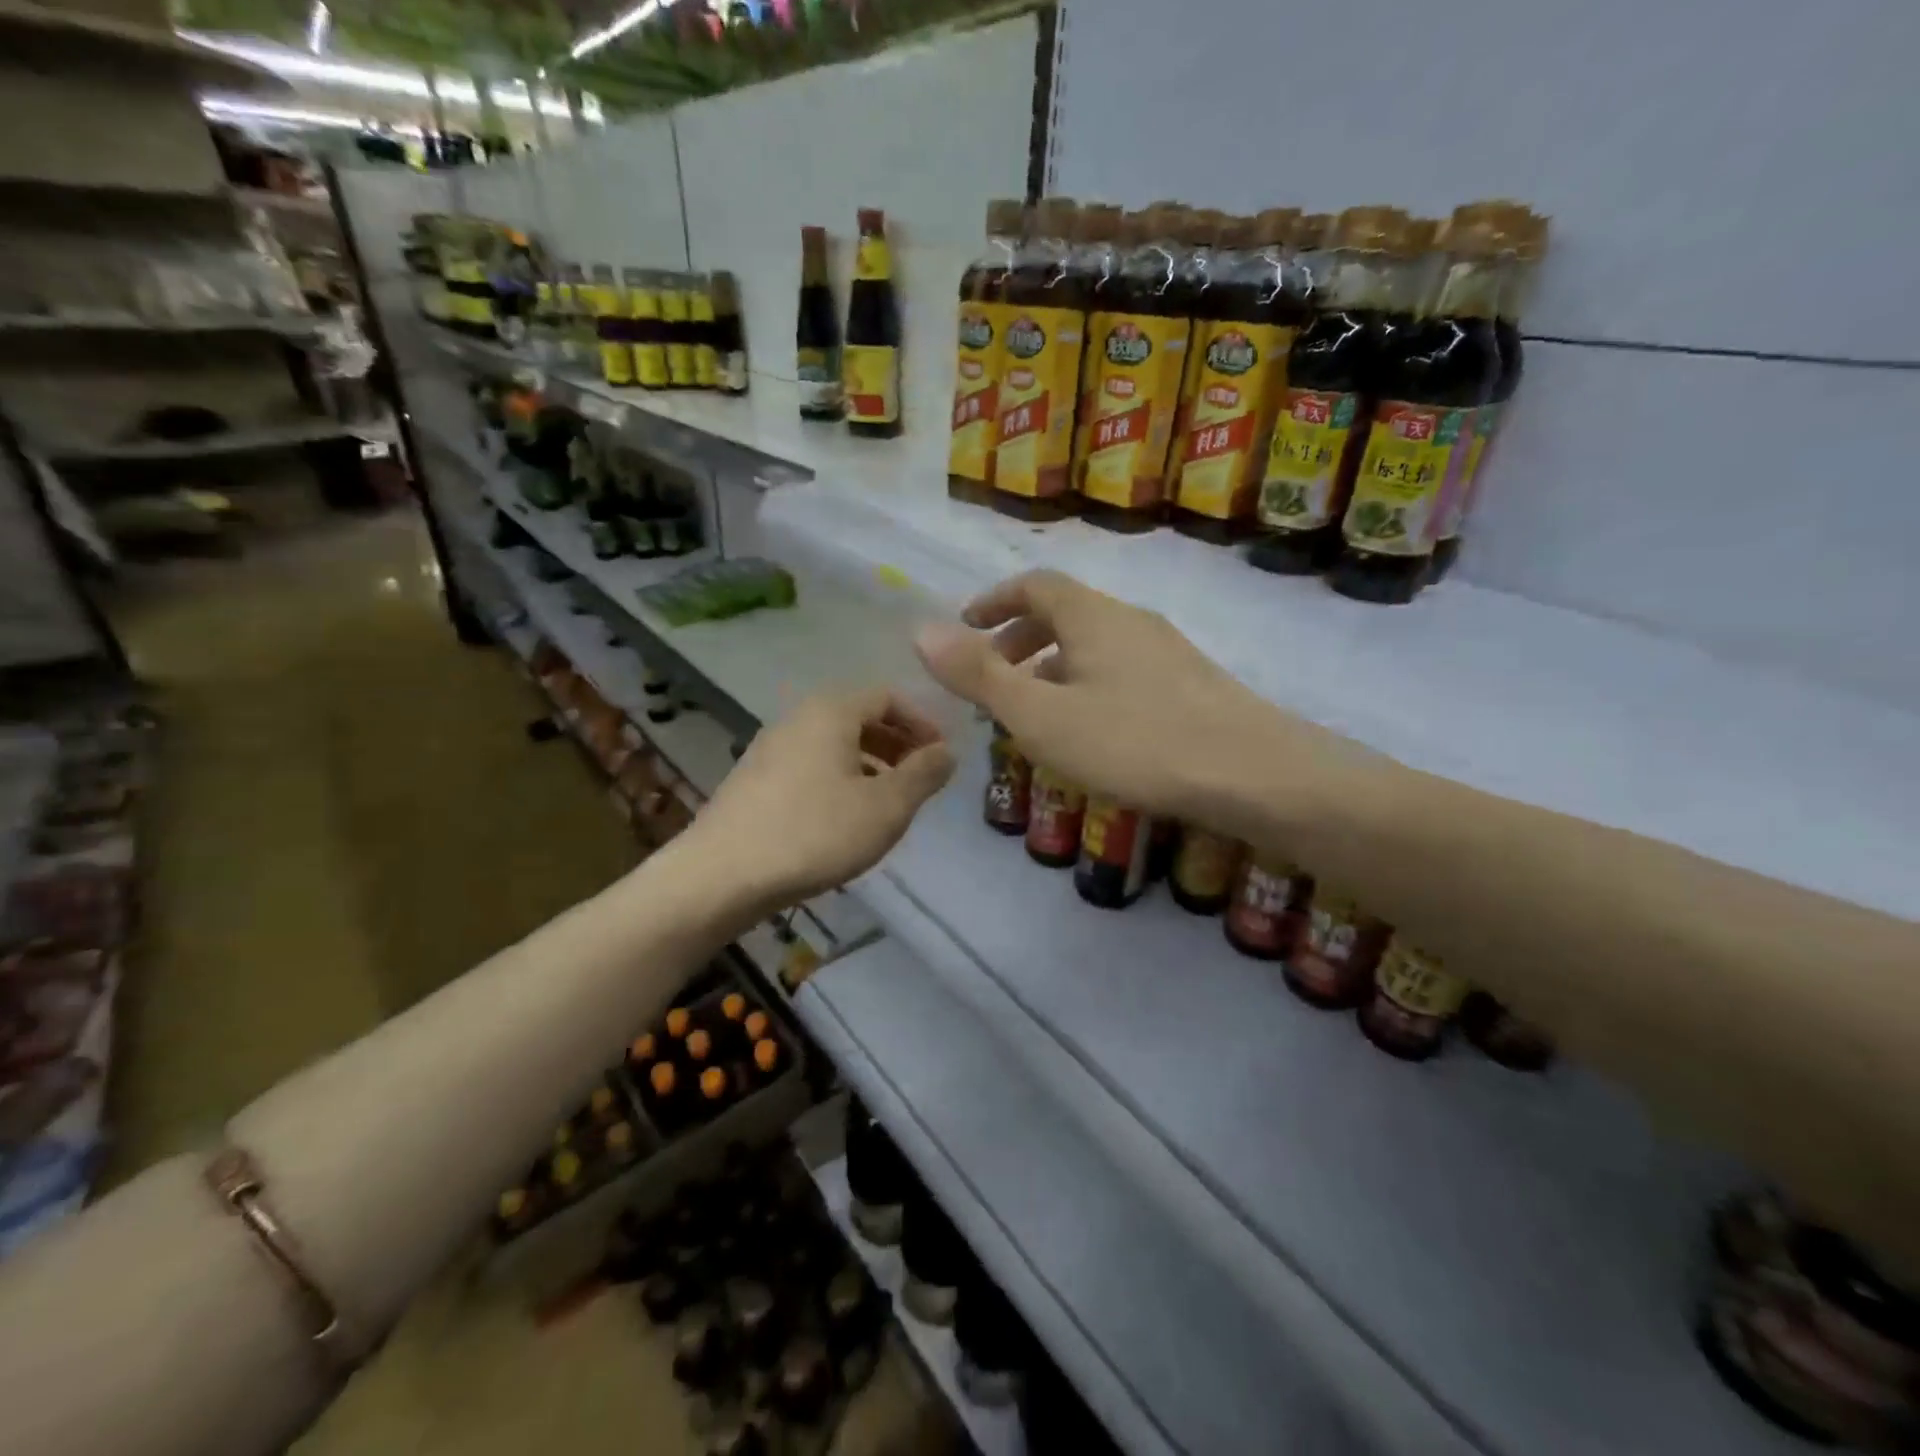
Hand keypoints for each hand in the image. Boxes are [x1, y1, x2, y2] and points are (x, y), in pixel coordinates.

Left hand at [688, 688, 954, 916]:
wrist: (721, 876)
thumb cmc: (814, 833)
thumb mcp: (885, 807)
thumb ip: (923, 774)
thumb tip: (947, 751)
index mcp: (831, 712)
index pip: (888, 696)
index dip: (922, 723)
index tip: (941, 757)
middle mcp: (798, 719)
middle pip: (859, 718)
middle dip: (897, 745)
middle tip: (919, 780)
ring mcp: (770, 749)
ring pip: (833, 745)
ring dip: (869, 765)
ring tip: (887, 804)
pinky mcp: (754, 781)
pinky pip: (810, 766)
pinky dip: (839, 780)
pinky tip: (844, 820)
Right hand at [915, 570, 1292, 831]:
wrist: (1253, 773)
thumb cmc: (1135, 741)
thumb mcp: (1041, 714)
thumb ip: (980, 675)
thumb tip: (920, 632)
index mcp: (1091, 616)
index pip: (1033, 584)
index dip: (993, 600)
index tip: (965, 628)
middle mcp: (1130, 621)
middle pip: (1064, 614)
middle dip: (1019, 640)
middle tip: (993, 680)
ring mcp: (1167, 651)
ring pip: (1094, 646)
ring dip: (1053, 668)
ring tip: (1034, 714)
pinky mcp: (1191, 685)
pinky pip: (1121, 671)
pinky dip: (1087, 687)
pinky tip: (1090, 733)